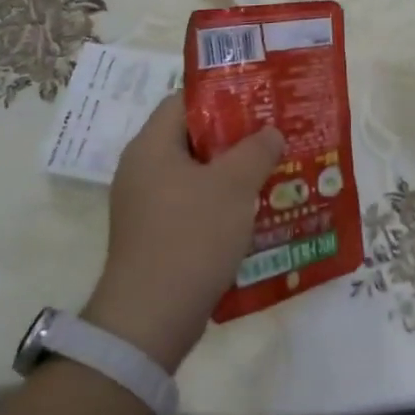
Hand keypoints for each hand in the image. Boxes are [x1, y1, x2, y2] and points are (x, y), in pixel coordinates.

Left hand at [85, 95, 283, 372]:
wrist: (151, 319)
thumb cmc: (192, 236)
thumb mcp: (233, 186)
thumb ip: (256, 150)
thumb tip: (270, 132)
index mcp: (151, 146)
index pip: (184, 100)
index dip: (223, 95)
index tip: (259, 100)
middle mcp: (142, 168)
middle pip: (192, 137)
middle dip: (234, 136)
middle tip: (272, 136)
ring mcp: (145, 204)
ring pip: (195, 173)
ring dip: (230, 172)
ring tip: (271, 170)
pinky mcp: (154, 235)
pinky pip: (191, 203)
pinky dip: (219, 201)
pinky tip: (252, 211)